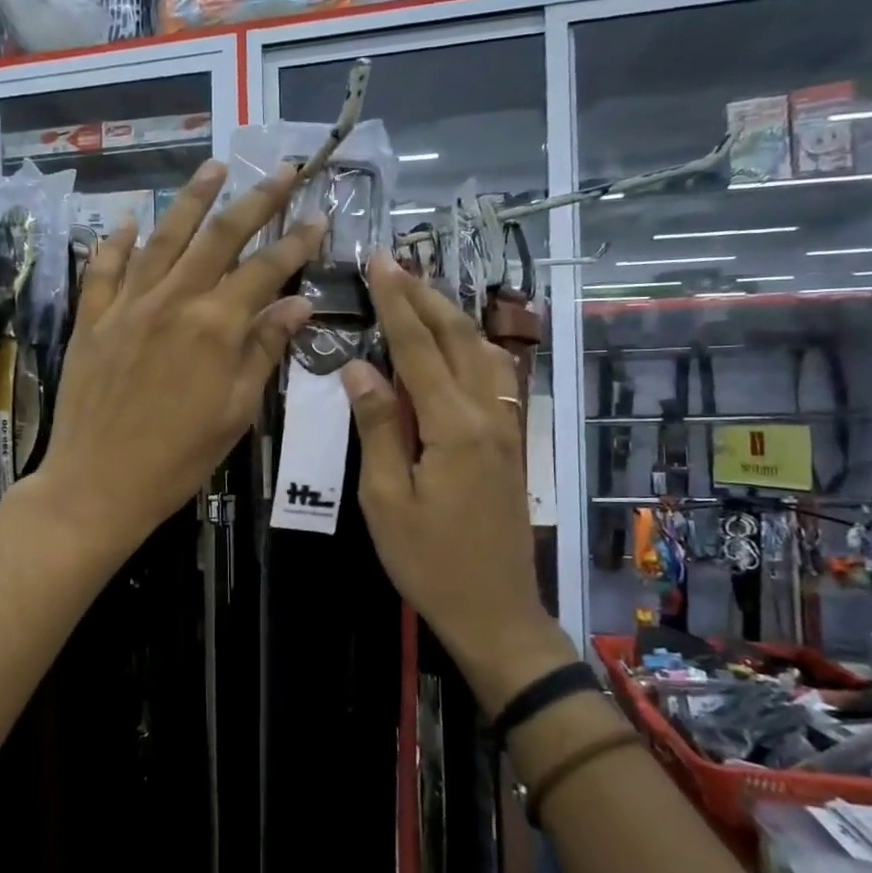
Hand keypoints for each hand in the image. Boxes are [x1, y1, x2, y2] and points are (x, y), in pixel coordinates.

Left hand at [26, 159, 324, 559]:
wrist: (98, 483)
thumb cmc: (178, 458)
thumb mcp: (235, 412)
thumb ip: (264, 351)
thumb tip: (298, 304)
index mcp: (215, 326)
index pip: (265, 270)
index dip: (296, 241)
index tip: (319, 215)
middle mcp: (172, 301)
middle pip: (218, 237)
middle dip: (254, 199)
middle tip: (280, 169)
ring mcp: (127, 306)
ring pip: (163, 239)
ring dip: (190, 200)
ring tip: (212, 167)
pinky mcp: (91, 320)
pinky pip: (104, 269)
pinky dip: (116, 241)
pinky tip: (128, 220)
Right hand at [343, 254, 572, 711]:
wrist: (495, 610)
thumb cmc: (429, 561)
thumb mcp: (385, 499)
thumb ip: (376, 427)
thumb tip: (359, 369)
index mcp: (454, 426)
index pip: (418, 348)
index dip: (397, 302)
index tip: (379, 262)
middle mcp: (489, 414)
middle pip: (457, 338)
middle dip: (425, 296)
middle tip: (396, 263)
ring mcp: (508, 427)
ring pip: (483, 352)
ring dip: (451, 316)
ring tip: (422, 291)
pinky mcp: (512, 442)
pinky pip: (494, 376)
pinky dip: (471, 346)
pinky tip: (457, 343)